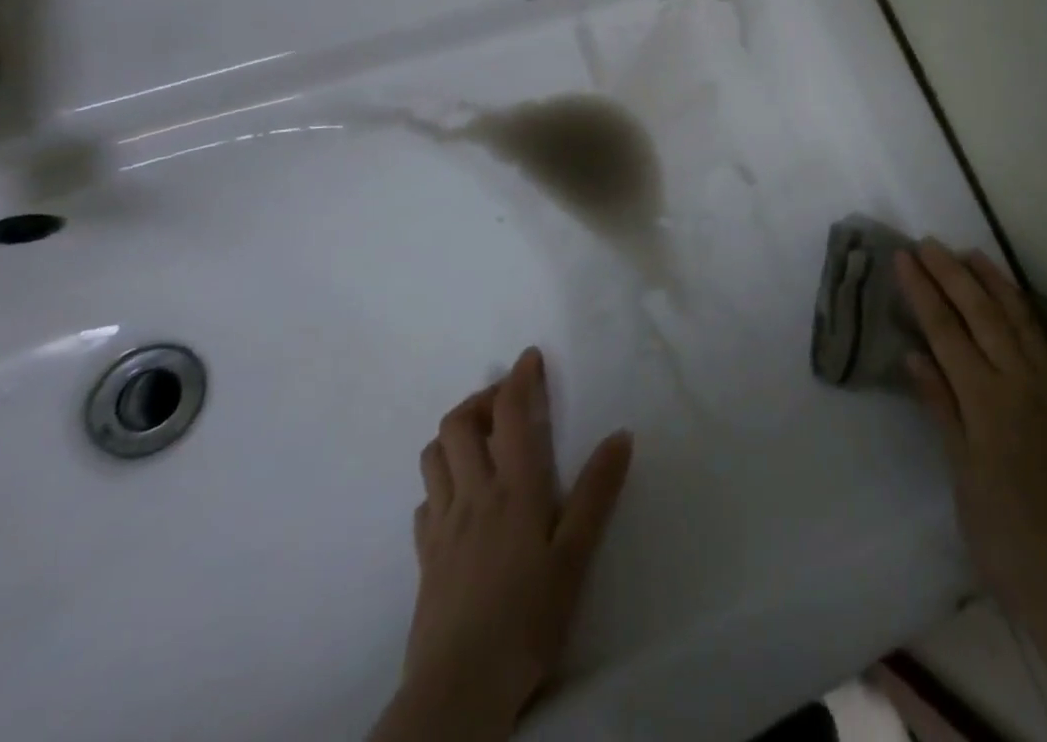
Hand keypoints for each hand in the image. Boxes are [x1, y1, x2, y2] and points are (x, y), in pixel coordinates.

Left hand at [374, 347, 634, 741]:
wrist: (458, 689)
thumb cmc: (527, 618)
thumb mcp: (576, 556)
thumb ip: (597, 492)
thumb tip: (622, 435)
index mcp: (514, 488)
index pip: (511, 413)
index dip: (520, 378)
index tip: (531, 358)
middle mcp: (473, 495)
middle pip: (458, 424)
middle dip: (481, 399)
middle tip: (507, 402)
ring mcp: (442, 526)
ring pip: (434, 456)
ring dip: (455, 434)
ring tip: (482, 441)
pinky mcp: (424, 558)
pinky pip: (424, 502)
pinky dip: (440, 483)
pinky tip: (458, 499)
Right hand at [896, 242, 1046, 622]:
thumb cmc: (999, 529)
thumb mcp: (960, 469)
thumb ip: (941, 404)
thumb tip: (915, 354)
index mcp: (986, 399)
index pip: (947, 330)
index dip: (923, 291)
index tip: (904, 258)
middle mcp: (1019, 382)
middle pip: (981, 313)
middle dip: (952, 274)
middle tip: (928, 243)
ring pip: (1018, 319)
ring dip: (992, 282)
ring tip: (970, 253)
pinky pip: (1041, 341)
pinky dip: (1022, 311)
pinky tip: (1011, 298)